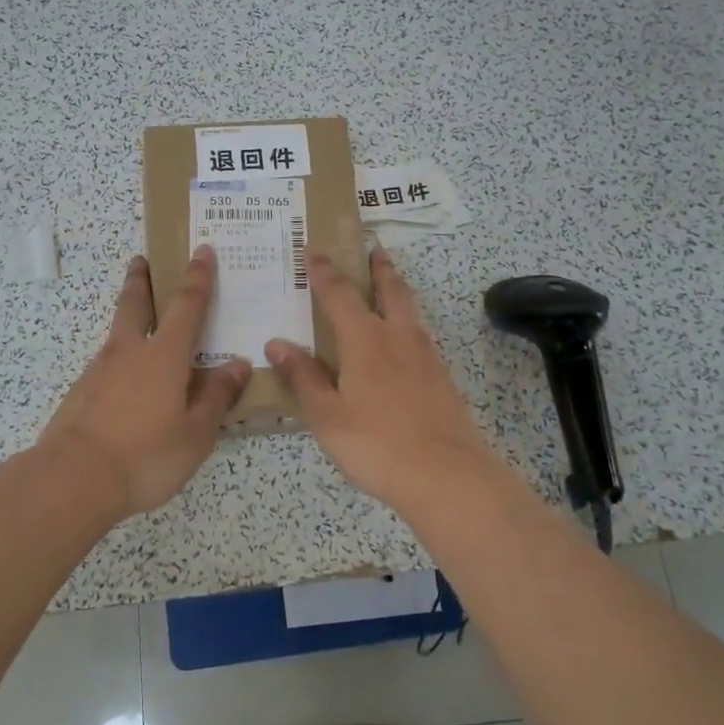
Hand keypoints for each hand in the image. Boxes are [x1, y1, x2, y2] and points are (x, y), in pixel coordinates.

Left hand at [37, 247, 250, 517]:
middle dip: (141, 279)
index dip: (198, 277)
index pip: (187, 306)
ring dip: (127, 316)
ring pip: (117, 332)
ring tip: (139, 321)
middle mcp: (130, 352)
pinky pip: (106, 363)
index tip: (201, 250)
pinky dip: (119, 358)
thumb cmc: (146, 456)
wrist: (73, 478)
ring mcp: (99, 370)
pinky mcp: (80, 392)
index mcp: (164, 356)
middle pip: (134, 303)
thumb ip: (217, 397)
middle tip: (141, 260)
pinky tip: (125, 380)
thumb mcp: (196, 434)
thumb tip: (238, 365)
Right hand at [266, 248, 504, 513]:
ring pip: (410, 310)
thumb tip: (276, 343)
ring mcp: (426, 356)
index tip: (314, 250)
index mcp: (365, 339)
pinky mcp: (442, 378)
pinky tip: (403, 342)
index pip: (339, 294)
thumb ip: (303, 377)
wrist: (447, 475)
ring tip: (389, 285)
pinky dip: (408, 323)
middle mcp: (398, 337)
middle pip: (390, 289)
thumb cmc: (376, 443)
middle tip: (372, 250)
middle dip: (378, 268)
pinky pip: (421, 336)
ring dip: (397, 290)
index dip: (324, 271)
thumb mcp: (326, 415)